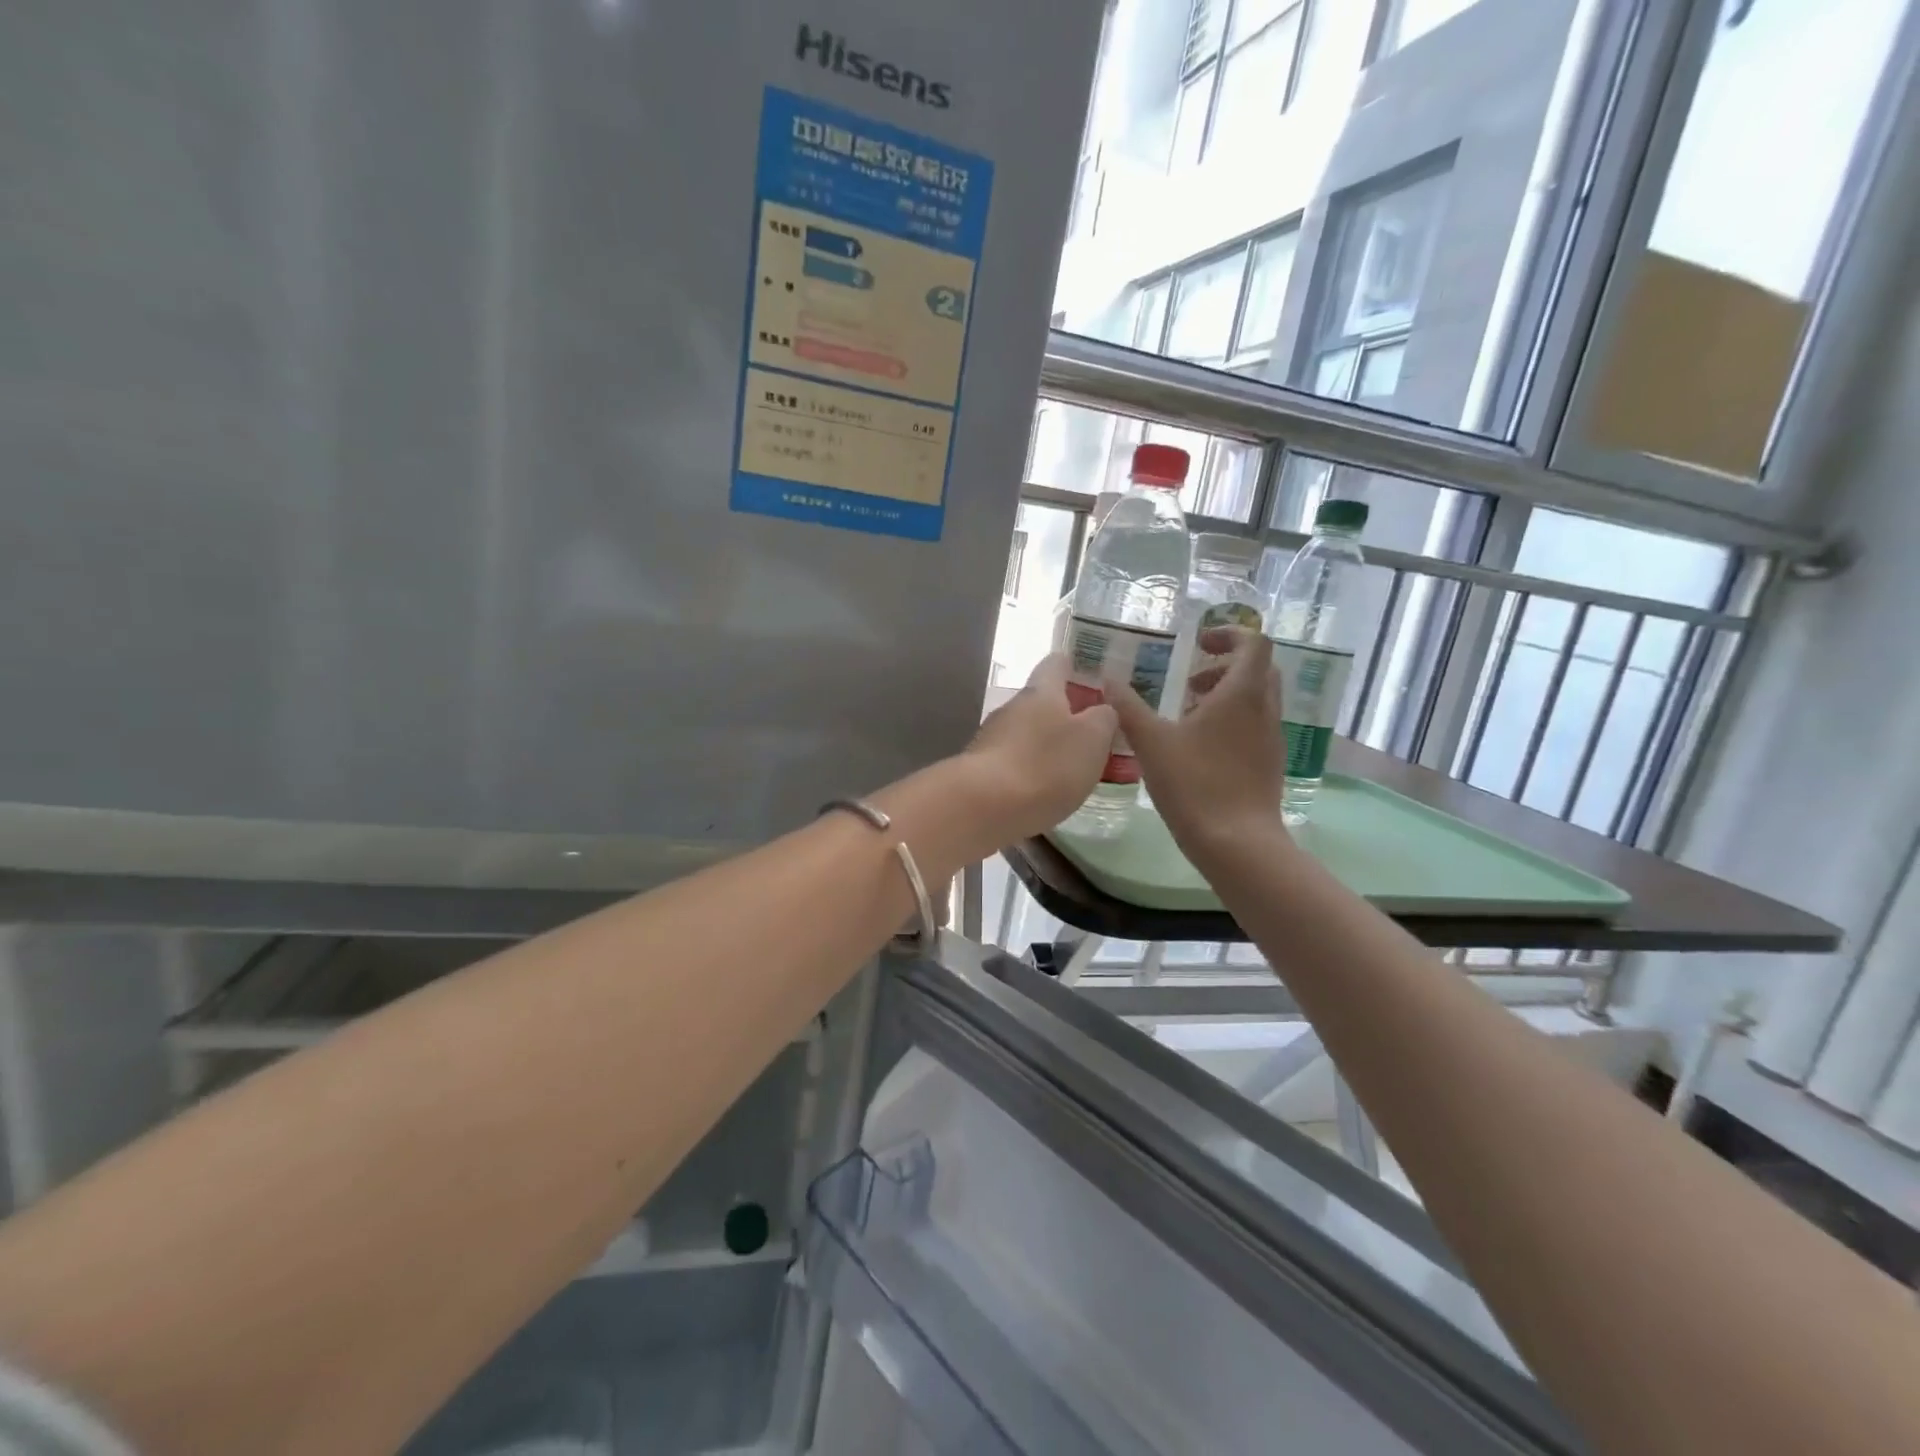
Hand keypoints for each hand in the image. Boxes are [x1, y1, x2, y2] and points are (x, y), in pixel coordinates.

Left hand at [962, 654, 1117, 840]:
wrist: (984, 807)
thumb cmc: (1046, 765)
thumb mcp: (1092, 738)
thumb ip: (1103, 718)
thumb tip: (1102, 709)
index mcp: (1041, 692)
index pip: (1057, 663)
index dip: (1077, 667)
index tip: (1097, 680)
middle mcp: (1012, 708)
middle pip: (1042, 702)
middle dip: (1067, 715)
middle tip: (1096, 736)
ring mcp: (991, 739)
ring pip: (1027, 734)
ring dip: (1048, 746)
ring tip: (1074, 769)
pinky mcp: (981, 771)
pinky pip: (1014, 762)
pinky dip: (1031, 771)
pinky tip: (1045, 792)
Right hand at [1108, 627, 1290, 864]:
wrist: (1237, 843)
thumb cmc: (1194, 784)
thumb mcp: (1151, 742)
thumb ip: (1128, 706)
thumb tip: (1108, 680)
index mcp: (1242, 693)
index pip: (1254, 642)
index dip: (1228, 634)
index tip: (1198, 643)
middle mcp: (1264, 709)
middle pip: (1258, 669)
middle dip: (1224, 666)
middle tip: (1190, 680)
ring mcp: (1272, 738)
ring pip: (1257, 699)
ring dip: (1227, 695)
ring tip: (1188, 715)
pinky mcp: (1270, 764)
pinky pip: (1255, 726)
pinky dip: (1232, 721)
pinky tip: (1200, 749)